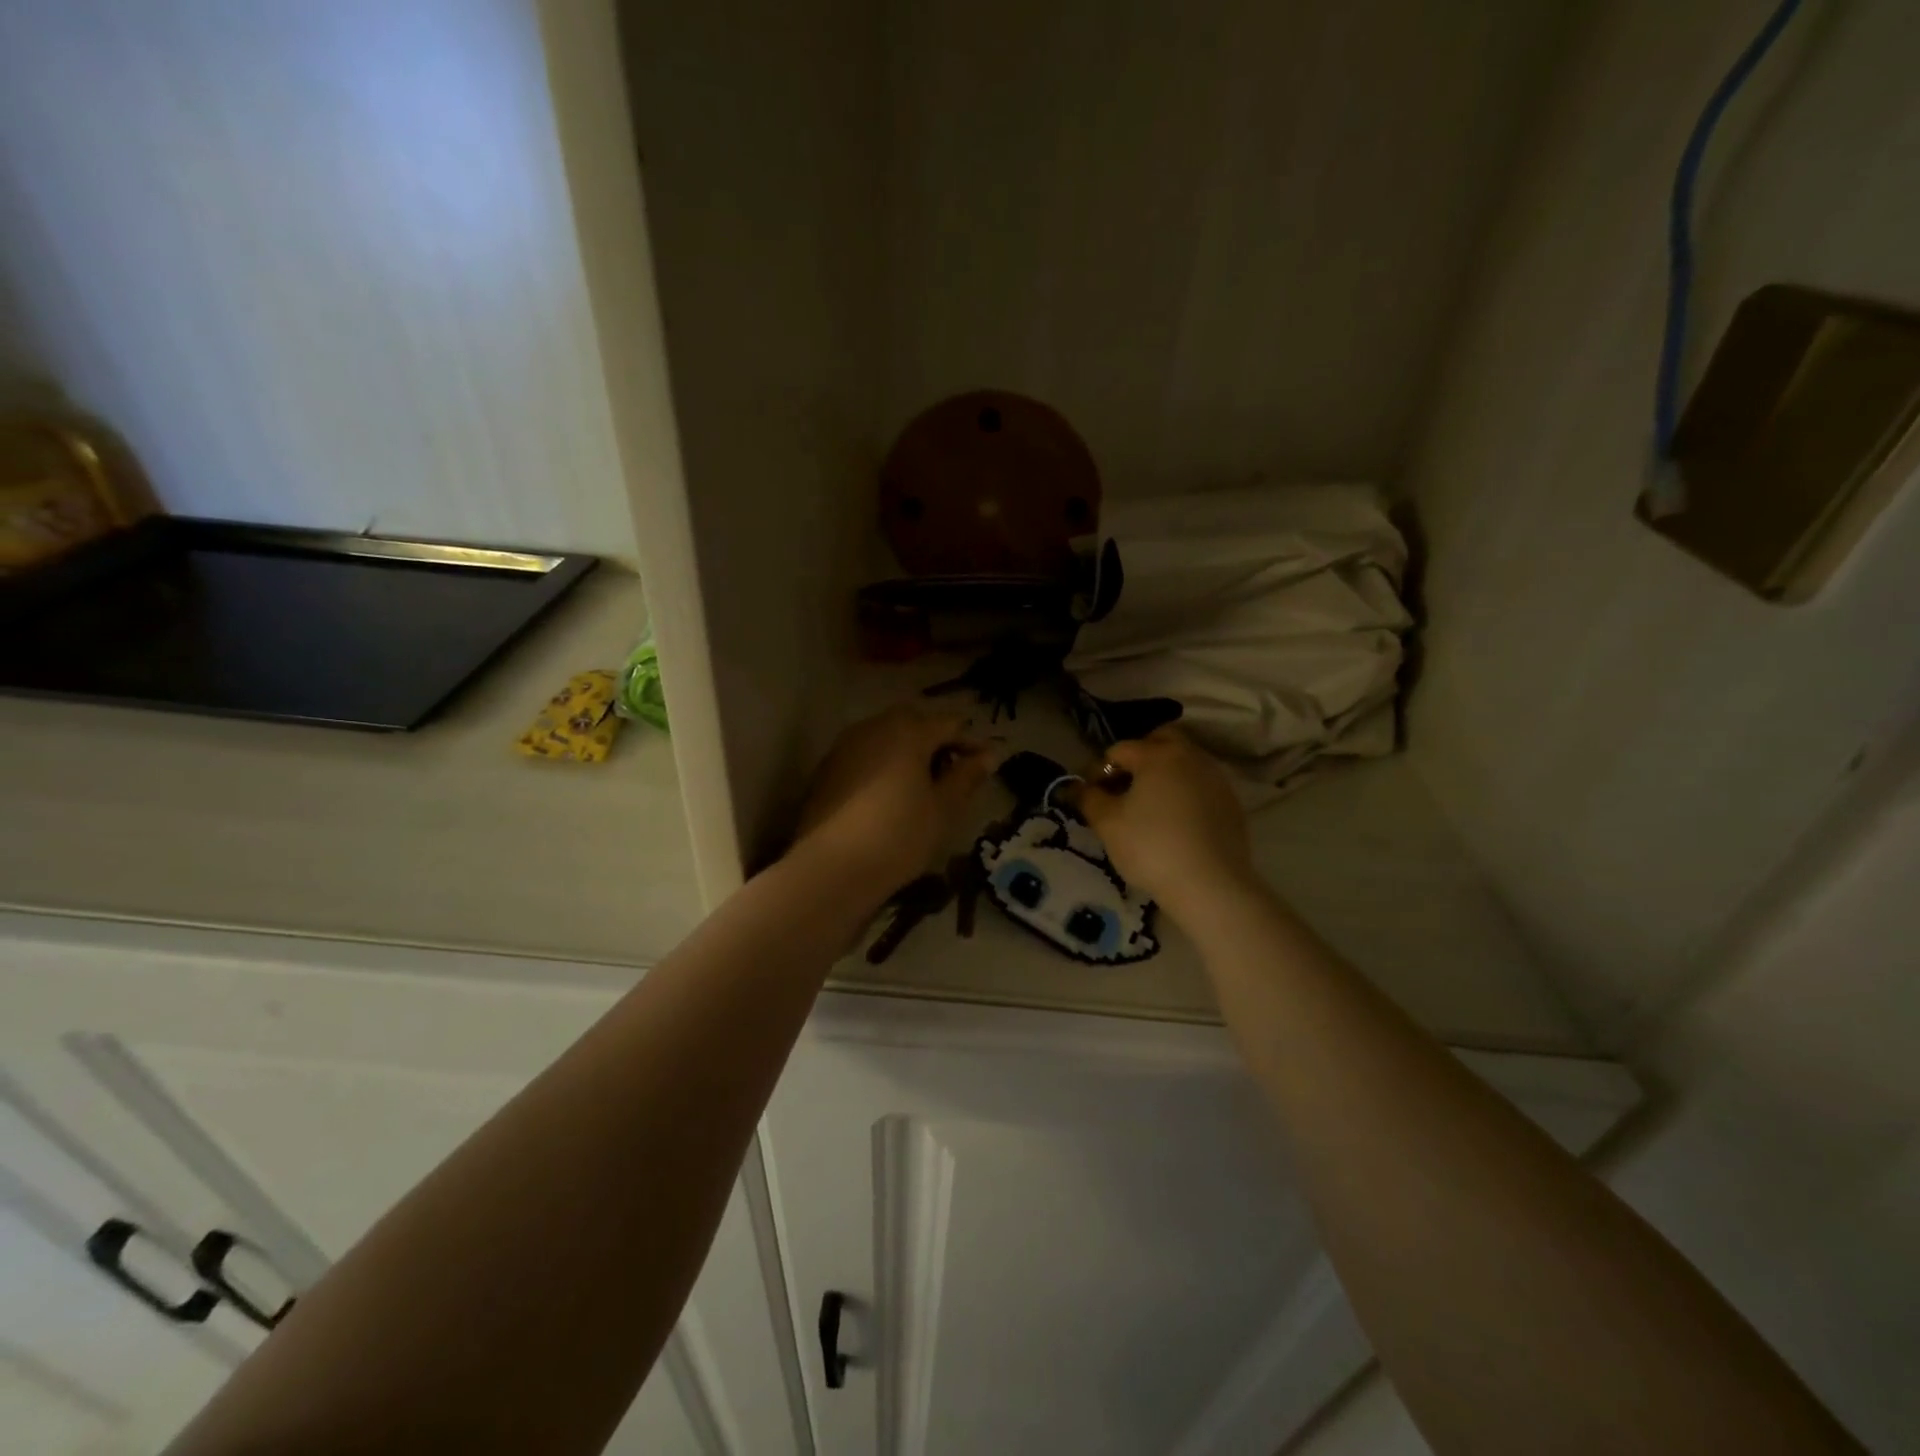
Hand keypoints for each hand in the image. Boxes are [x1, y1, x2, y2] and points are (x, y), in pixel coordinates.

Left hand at [791, 707, 992, 893]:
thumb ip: (967, 776)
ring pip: (887, 737)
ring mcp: (845, 745)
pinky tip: (889, 796)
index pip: (951, 723)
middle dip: (938, 743)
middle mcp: (874, 726)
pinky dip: (883, 766)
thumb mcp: (943, 809)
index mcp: (908, 730)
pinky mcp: (826, 769)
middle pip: (915, 723)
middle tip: (955, 775)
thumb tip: (990, 753)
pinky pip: (865, 755)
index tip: (987, 767)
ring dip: (909, 753)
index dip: (972, 743)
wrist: (830, 868)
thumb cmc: (898, 836)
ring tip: (923, 786)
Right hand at [1076, 727, 1255, 917]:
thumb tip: (1075, 786)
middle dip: (1139, 756)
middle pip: (1160, 740)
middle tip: (1125, 787)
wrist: (1211, 885)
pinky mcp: (1231, 801)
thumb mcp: (1107, 824)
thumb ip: (1088, 798)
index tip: (1092, 795)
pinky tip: (1176, 821)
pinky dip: (1185, 792)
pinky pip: (1200, 784)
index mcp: (1157, 755)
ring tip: (1150, 806)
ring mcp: (1216, 778)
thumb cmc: (1151, 848)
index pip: (1119, 750)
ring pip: (1184, 761)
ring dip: (1164, 774)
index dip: (1099, 770)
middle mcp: (1190, 756)